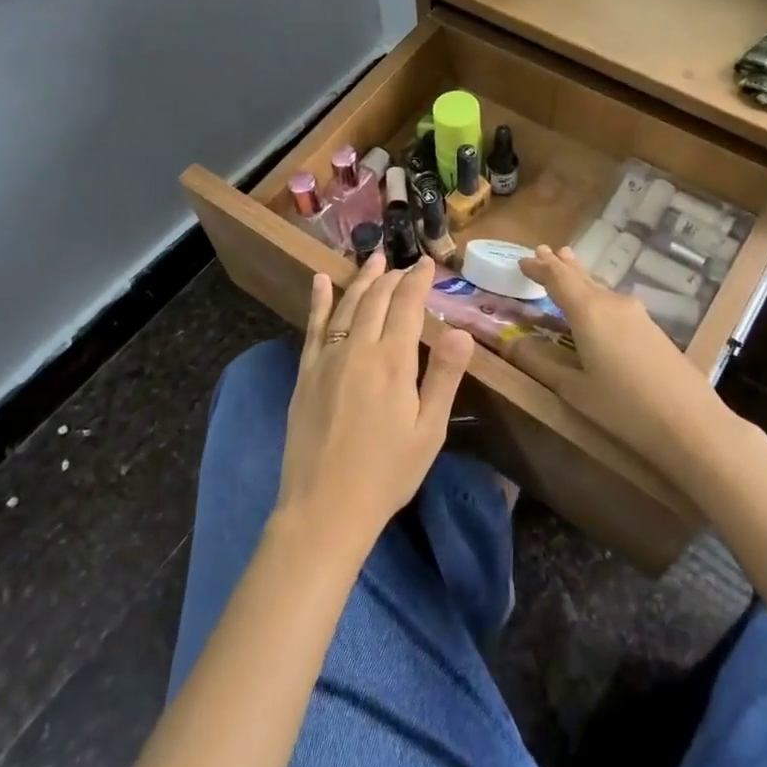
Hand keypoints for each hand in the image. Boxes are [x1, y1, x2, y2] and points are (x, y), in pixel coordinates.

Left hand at [273, 254, 472, 557]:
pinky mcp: (305, 372)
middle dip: (393, 277)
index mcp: (393, 361)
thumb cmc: (387, 473)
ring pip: (347, 305)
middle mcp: (358, 348)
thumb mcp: (428, 430)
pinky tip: (321, 281)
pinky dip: (319, 300)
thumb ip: (443, 376)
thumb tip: (461, 330)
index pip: (407, 306)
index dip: (418, 281)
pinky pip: (314, 326)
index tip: (427, 264)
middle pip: (376, 299)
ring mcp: (327, 358)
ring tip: (373, 260)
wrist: (325, 507)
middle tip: (405, 264)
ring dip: (362, 279)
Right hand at [517, 247, 725, 468]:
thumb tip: (507, 342)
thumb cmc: (624, 407)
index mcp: (588, 311)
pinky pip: (613, 300)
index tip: (522, 260)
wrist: (692, 423)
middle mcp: (611, 302)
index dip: (538, 268)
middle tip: (542, 250)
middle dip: (559, 264)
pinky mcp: (651, 327)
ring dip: (579, 275)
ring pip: (598, 286)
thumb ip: (539, 362)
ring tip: (566, 262)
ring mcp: (635, 313)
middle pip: (580, 276)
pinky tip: (595, 301)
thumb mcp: (574, 389)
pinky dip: (595, 292)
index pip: (557, 278)